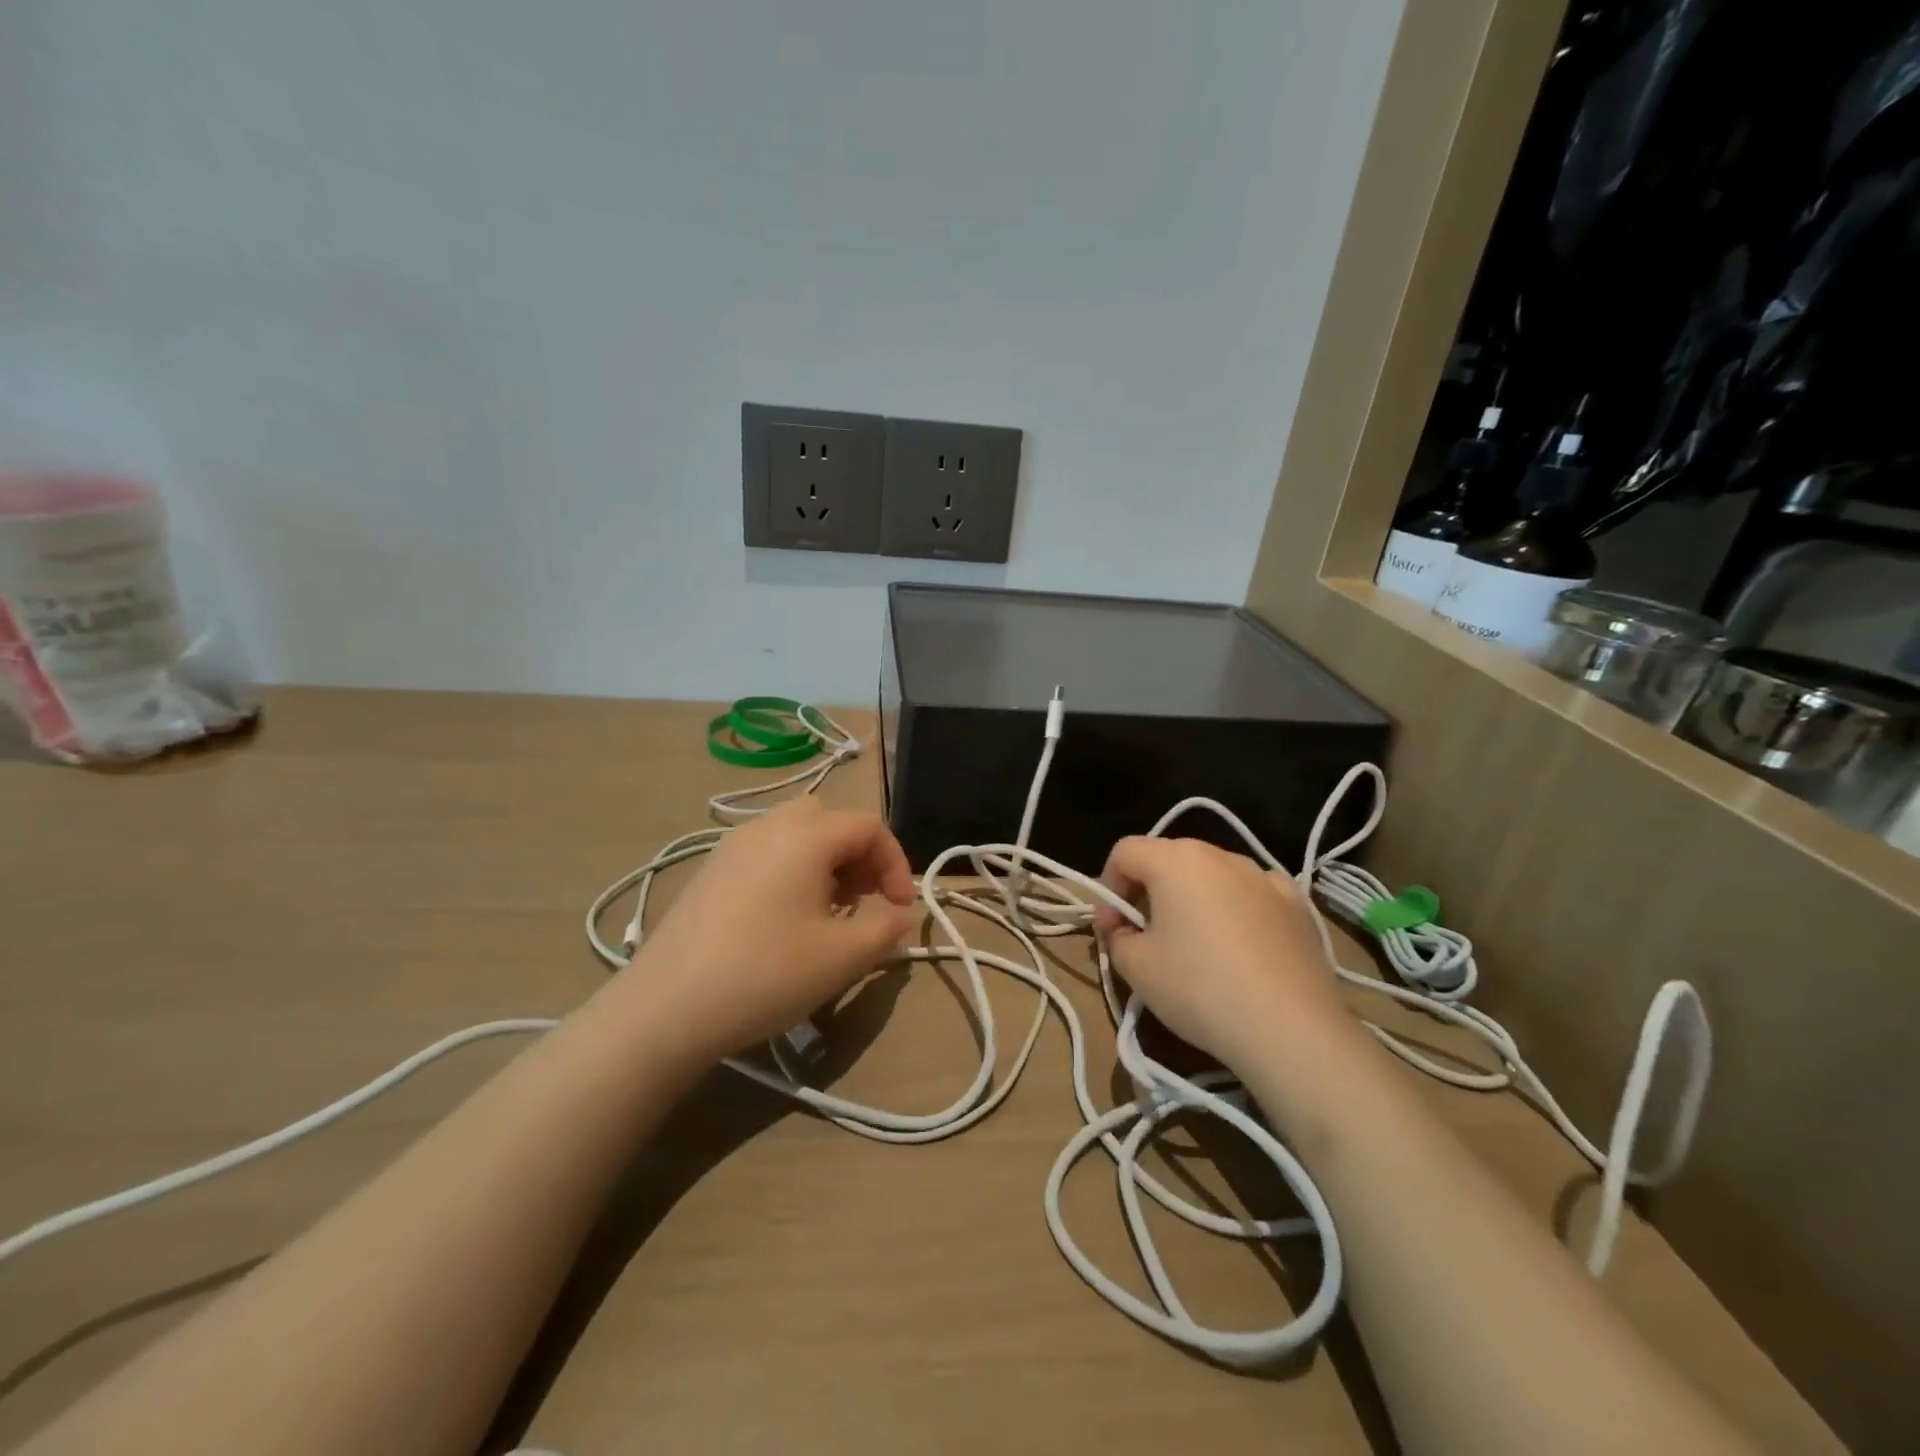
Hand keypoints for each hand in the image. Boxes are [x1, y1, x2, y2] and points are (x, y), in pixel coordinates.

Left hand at [628, 798, 919, 1058]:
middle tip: (863, 900)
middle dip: (859, 855)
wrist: (665, 1008)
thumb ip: (886, 928)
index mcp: (805, 836)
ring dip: (825, 861)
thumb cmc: (766, 975)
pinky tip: (784, 918)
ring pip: (795, 832)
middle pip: (830, 820)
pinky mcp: (710, 870)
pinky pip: (765, 851)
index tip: (899, 909)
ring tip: (828, 910)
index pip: (869, 827)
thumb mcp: (842, 957)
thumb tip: (901, 914)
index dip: (896, 864)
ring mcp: (732, 846)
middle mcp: (768, 826)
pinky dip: (791, 869)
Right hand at [1093, 837, 1350, 1072]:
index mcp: (1176, 860)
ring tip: (1194, 944)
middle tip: (1144, 935)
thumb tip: (1120, 925)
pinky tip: (1239, 947)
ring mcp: (1265, 877)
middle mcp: (1222, 855)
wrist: (1291, 1029)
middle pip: (1168, 858)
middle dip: (1148, 890)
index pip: (1125, 852)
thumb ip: (1115, 935)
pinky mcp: (1298, 905)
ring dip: (1192, 898)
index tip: (1112, 927)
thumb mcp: (1135, 966)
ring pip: (1212, 875)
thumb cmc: (1199, 989)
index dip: (1108, 886)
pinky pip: (1251, 894)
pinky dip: (1235, 910)